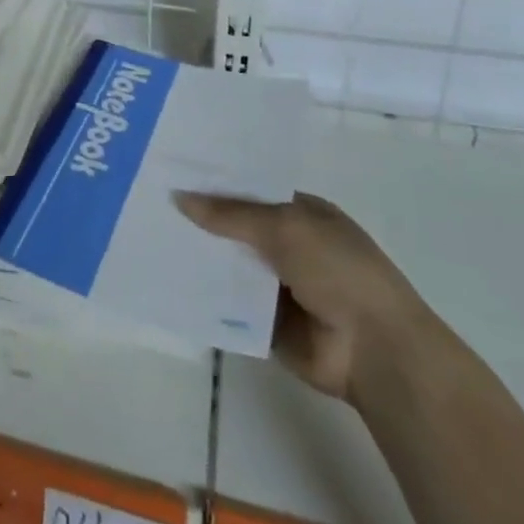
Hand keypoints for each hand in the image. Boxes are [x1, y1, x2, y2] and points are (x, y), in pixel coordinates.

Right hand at [175, 192, 440, 402]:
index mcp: (302, 213)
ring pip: (228, 264)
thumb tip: (179, 196)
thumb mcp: (285, 228)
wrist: (374, 350)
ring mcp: (276, 284)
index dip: (215, 183)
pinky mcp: (265, 321)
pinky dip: (204, 294)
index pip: (250, 190)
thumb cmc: (339, 271)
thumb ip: (230, 214)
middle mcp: (288, 245)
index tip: (172, 173)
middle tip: (149, 203)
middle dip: (200, 219)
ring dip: (198, 256)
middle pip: (234, 226)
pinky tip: (166, 279)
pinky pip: (227, 303)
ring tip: (148, 237)